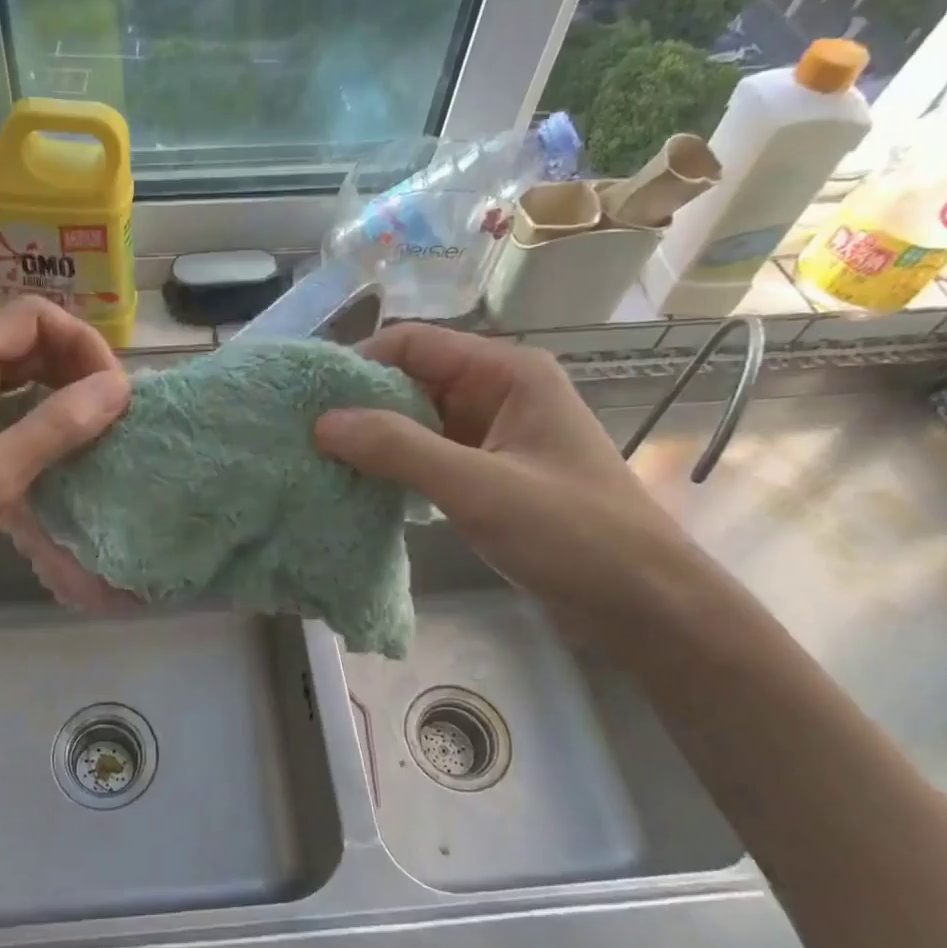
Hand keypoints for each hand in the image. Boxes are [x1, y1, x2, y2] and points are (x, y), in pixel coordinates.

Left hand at [0, 299, 128, 591]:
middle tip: (108, 413)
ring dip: (55, 391)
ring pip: (12, 372)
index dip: (83, 344)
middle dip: (74, 367)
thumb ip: (57, 426)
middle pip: (25, 339)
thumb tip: (118, 388)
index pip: (35, 317)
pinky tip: (51, 445)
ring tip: (90, 428)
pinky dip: (31, 413)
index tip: (112, 393)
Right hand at [314, 325, 704, 636]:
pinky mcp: (488, 473)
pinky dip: (395, 468)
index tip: (309, 400)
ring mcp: (493, 435)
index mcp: (507, 373)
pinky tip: (360, 488)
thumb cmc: (571, 533)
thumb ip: (399, 449)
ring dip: (374, 440)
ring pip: (417, 421)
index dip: (359, 364)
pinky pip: (428, 456)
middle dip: (361, 406)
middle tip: (305, 437)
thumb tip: (323, 422)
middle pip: (412, 381)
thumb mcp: (478, 487)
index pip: (414, 344)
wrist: (641, 602)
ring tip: (321, 463)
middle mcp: (498, 392)